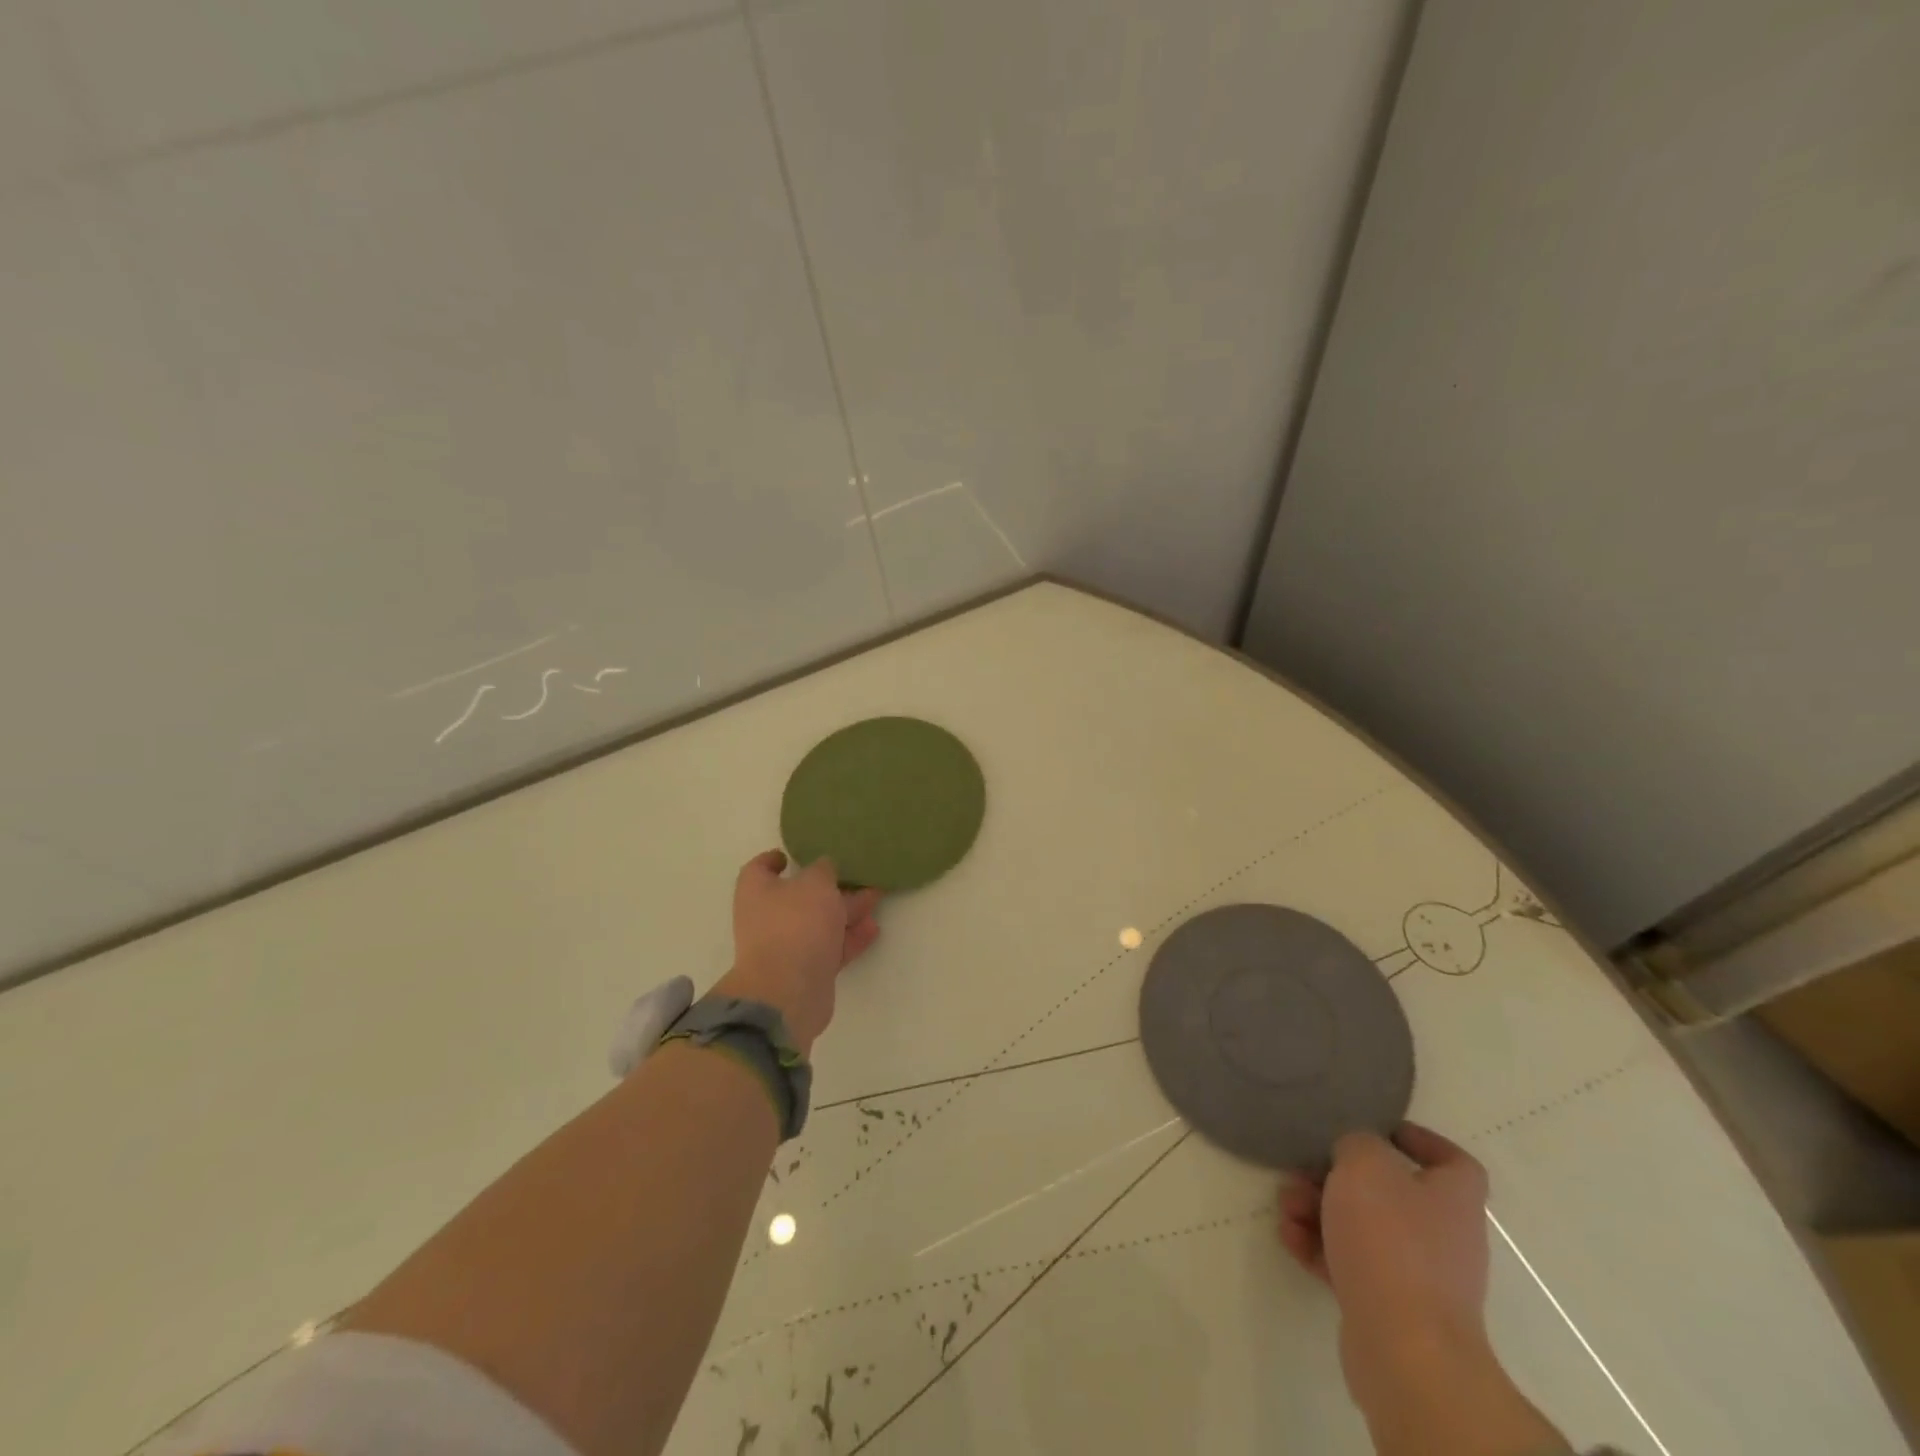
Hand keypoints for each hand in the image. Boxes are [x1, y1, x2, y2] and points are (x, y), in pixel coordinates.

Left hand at [713, 850, 880, 1055]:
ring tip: (876, 898)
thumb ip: (824, 870)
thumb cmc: (796, 922)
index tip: (790, 856)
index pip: (760, 868)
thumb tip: (824, 869)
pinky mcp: (806, 970)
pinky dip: (850, 937)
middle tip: (857, 876)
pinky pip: (831, 947)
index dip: (774, 859)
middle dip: (829, 887)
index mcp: (757, 890)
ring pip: (820, 922)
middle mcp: (767, 917)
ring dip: (847, 911)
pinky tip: (873, 929)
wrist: (789, 989)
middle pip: (799, 896)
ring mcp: (786, 946)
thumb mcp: (816, 882)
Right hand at [1280, 1124, 1491, 1412]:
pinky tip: (1289, 1237)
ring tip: (1287, 1204)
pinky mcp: (1389, 1308)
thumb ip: (1357, 1143)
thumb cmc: (1391, 1241)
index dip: (1421, 1142)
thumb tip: (1354, 1153)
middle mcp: (1443, 1237)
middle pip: (1390, 1193)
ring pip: (1363, 1228)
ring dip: (1319, 1210)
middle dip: (1339, 1178)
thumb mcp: (1365, 1165)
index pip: (1454, 1163)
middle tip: (1303, 1170)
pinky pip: (1350, 1264)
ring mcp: (1418, 1277)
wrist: (1405, 1349)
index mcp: (1452, 1200)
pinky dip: (1318, 1247)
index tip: (1380, 1131)